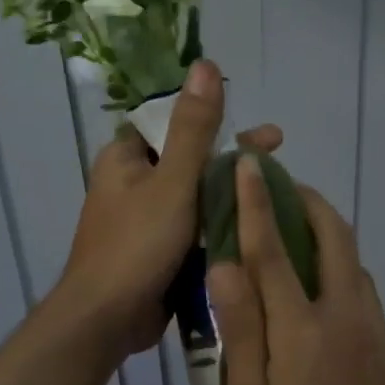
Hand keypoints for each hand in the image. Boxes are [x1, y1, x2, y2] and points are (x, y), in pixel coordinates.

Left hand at [55, 59, 280, 357]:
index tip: (263, 133)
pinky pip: (192, 227)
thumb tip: (205, 64)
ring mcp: (144, 218)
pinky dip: (218, 224)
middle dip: (232, 161)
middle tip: (278, 162)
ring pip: (195, 196)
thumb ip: (194, 128)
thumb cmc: (136, 245)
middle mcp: (132, 182)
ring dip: (228, 194)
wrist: (106, 320)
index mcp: (126, 157)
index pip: (175, 124)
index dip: (218, 122)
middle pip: (191, 160)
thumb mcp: (173, 182)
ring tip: (275, 197)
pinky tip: (253, 228)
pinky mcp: (156, 249)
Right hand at [206, 158, 384, 384]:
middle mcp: (344, 313)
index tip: (246, 163)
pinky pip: (359, 280)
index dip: (256, 202)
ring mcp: (371, 325)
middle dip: (303, 199)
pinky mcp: (384, 341)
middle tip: (273, 183)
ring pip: (350, 254)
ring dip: (322, 225)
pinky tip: (314, 273)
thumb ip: (241, 334)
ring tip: (288, 220)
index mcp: (303, 330)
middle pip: (331, 234)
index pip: (273, 250)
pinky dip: (336, 256)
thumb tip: (224, 266)